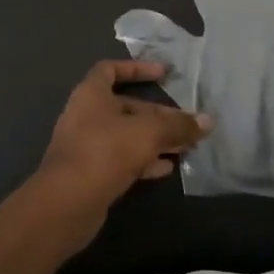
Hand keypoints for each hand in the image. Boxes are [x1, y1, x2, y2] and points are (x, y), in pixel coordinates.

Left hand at [30, 61, 210, 245]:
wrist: (66, 204)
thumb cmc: (104, 152)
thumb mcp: (148, 133)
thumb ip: (178, 126)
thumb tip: (208, 121)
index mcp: (91, 94)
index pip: (111, 69)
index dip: (137, 69)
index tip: (164, 74)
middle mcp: (86, 116)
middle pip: (126, 107)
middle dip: (158, 115)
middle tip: (186, 123)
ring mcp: (87, 146)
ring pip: (127, 136)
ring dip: (154, 140)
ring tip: (185, 147)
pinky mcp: (91, 174)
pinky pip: (122, 159)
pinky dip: (144, 161)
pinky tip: (167, 168)